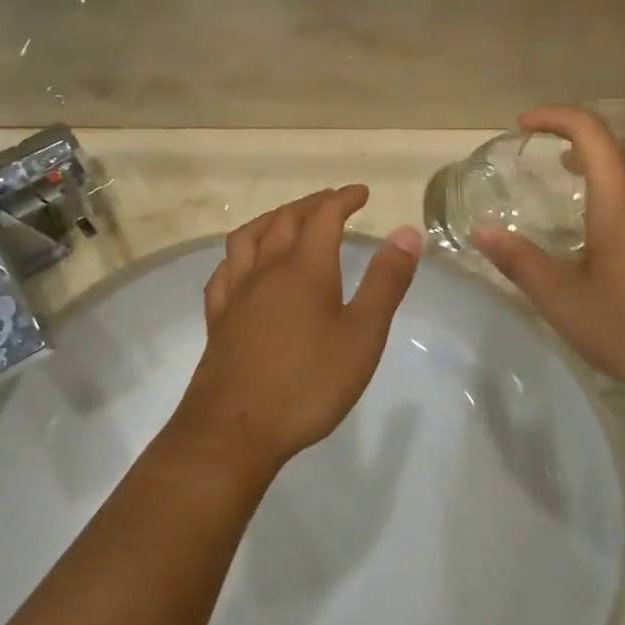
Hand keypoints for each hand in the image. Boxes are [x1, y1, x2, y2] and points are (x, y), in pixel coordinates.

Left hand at [170, 187, 421, 477]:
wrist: (234, 431)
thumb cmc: (308, 384)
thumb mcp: (362, 335)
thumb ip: (385, 282)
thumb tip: (406, 232)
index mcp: (304, 269)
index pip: (324, 217)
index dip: (343, 199)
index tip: (361, 192)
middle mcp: (266, 271)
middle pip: (284, 220)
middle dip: (311, 204)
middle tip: (332, 202)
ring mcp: (236, 295)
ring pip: (248, 238)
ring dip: (271, 219)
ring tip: (286, 220)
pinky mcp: (217, 320)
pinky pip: (224, 271)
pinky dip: (239, 255)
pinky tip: (243, 267)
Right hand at [473, 107, 624, 406]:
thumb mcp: (562, 298)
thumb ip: (519, 260)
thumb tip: (481, 231)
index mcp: (622, 200)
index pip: (590, 132)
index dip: (555, 117)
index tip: (523, 127)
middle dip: (589, 141)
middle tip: (557, 164)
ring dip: (615, 165)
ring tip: (582, 196)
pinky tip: (614, 236)